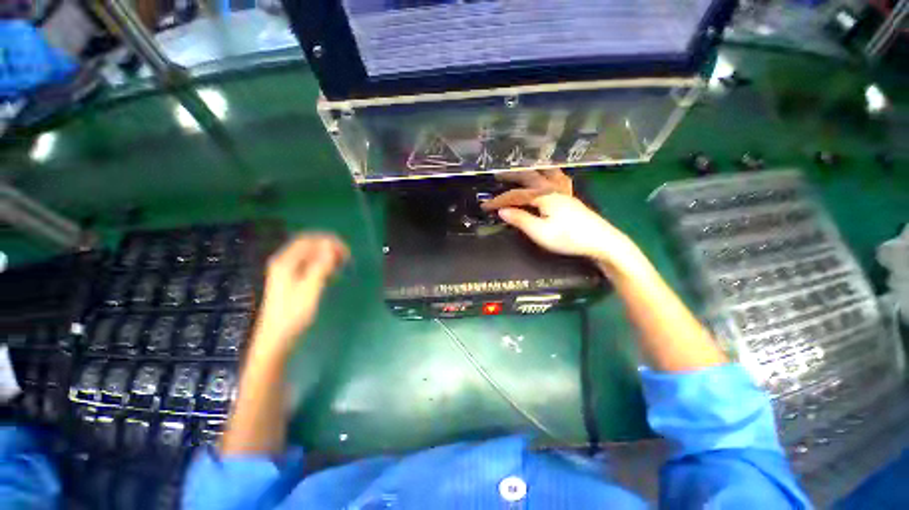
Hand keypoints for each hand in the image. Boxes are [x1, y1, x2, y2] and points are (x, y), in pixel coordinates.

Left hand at [251, 233, 348, 358]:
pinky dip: (323, 263)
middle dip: (329, 246)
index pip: (308, 240)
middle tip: (346, 256)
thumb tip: (331, 246)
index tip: (346, 250)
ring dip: (327, 254)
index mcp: (285, 261)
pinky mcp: (292, 279)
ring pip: (310, 253)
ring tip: (342, 264)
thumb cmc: (294, 313)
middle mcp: (285, 262)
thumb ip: (320, 265)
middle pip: (308, 244)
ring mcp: (287, 270)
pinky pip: (309, 263)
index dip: (328, 240)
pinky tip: (332, 273)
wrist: (278, 336)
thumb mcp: (310, 288)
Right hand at [482, 170, 644, 275]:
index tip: (484, 207)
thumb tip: (502, 211)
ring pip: (545, 173)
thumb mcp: (540, 232)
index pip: (515, 195)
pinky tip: (549, 176)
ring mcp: (564, 191)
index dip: (499, 201)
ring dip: (530, 170)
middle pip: (529, 177)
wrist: (601, 241)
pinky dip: (548, 174)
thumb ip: (520, 219)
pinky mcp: (570, 198)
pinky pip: (557, 179)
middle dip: (512, 176)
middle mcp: (553, 188)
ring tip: (521, 169)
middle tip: (498, 175)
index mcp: (543, 195)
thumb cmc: (568, 238)